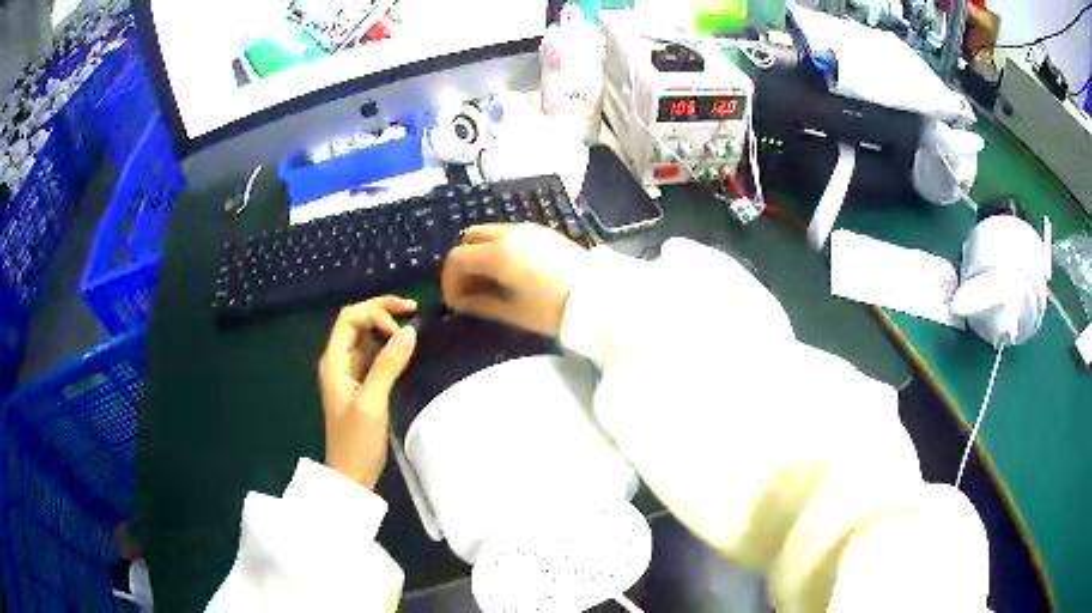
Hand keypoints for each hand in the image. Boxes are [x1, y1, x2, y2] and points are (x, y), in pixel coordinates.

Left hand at [318, 296, 417, 488]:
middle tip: (413, 308)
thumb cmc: (357, 441)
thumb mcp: (372, 402)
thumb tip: (410, 331)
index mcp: (334, 360)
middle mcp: (338, 361)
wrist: (351, 475)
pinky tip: (403, 348)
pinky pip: (372, 354)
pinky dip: (387, 345)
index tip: (402, 329)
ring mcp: (349, 373)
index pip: (350, 318)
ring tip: (411, 324)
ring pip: (364, 336)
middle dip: (381, 309)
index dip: (376, 312)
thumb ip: (388, 364)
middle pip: (356, 321)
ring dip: (385, 325)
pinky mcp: (360, 385)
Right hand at [441, 223, 588, 336]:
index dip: (449, 281)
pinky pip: (509, 234)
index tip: (455, 303)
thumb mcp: (512, 311)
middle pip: (469, 237)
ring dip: (481, 253)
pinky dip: (499, 248)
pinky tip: (510, 272)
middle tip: (469, 289)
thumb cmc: (552, 309)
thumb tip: (461, 302)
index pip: (457, 258)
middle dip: (463, 262)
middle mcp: (508, 233)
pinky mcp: (542, 231)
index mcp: (497, 253)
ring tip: (490, 282)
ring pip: (489, 233)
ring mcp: (527, 229)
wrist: (598, 297)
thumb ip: (480, 304)